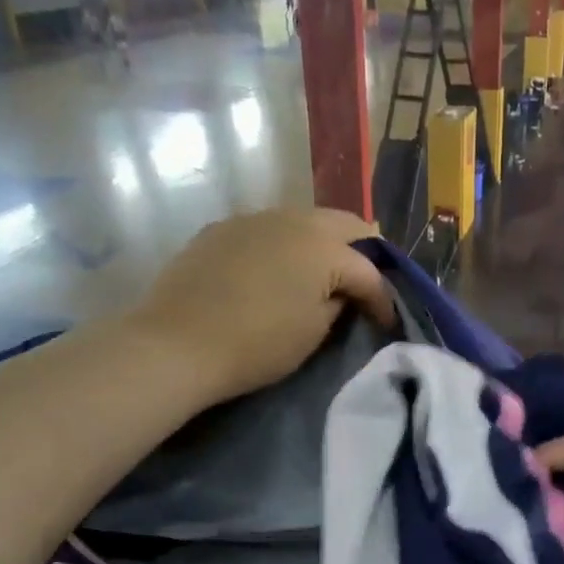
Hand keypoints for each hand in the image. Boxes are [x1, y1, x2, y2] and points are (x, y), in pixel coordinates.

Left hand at [134, 207, 394, 404]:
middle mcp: (292, 219)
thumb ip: (338, 305)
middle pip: (344, 224)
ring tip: (324, 273)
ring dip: (323, 243)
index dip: (383, 299)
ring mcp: (253, 219)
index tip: (386, 323)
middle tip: (364, 283)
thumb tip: (340, 294)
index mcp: (323, 247)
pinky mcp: (222, 229)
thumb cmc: (256, 345)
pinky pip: (268, 228)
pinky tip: (278, 270)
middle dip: (363, 252)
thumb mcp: (313, 333)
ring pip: (304, 220)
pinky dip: (285, 244)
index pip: (368, 271)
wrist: (177, 344)